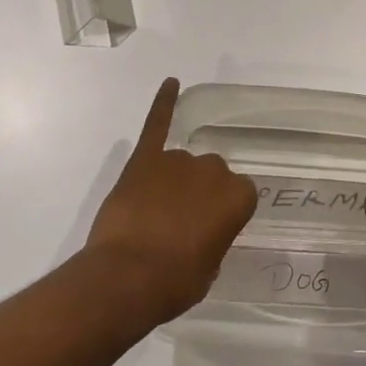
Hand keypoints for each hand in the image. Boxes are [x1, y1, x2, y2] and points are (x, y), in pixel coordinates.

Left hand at [84, 78, 256, 323]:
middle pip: (211, 175)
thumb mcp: (209, 270)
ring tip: (154, 214)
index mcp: (237, 196)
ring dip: (174, 183)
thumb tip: (200, 231)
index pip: (240, 196)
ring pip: (182, 165)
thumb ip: (213, 239)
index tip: (210, 231)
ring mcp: (177, 160)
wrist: (126, 278)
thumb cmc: (174, 283)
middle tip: (180, 226)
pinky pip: (157, 124)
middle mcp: (212, 169)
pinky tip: (171, 83)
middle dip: (198, 195)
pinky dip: (163, 103)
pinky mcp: (145, 158)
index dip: (223, 215)